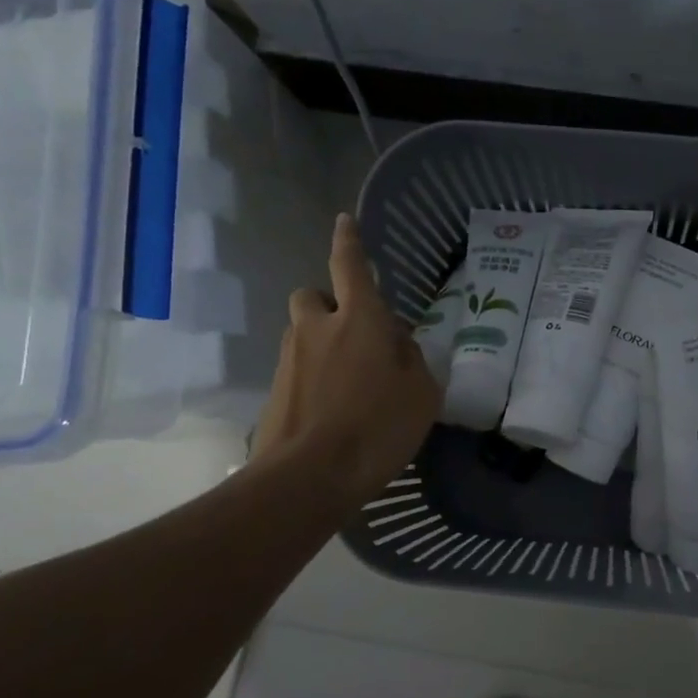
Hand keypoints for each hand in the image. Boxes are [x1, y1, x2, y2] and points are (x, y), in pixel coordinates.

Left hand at [252, 214, 442, 504]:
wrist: (310, 476)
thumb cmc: (378, 427)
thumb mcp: (422, 394)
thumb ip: (414, 360)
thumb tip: (399, 345)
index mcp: (358, 320)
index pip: (350, 266)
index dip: (349, 242)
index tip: (344, 221)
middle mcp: (317, 329)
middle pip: (312, 296)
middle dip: (328, 303)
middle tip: (353, 333)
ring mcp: (290, 360)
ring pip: (302, 333)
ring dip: (321, 342)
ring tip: (350, 381)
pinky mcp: (275, 391)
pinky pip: (297, 369)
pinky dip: (313, 377)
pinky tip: (333, 410)